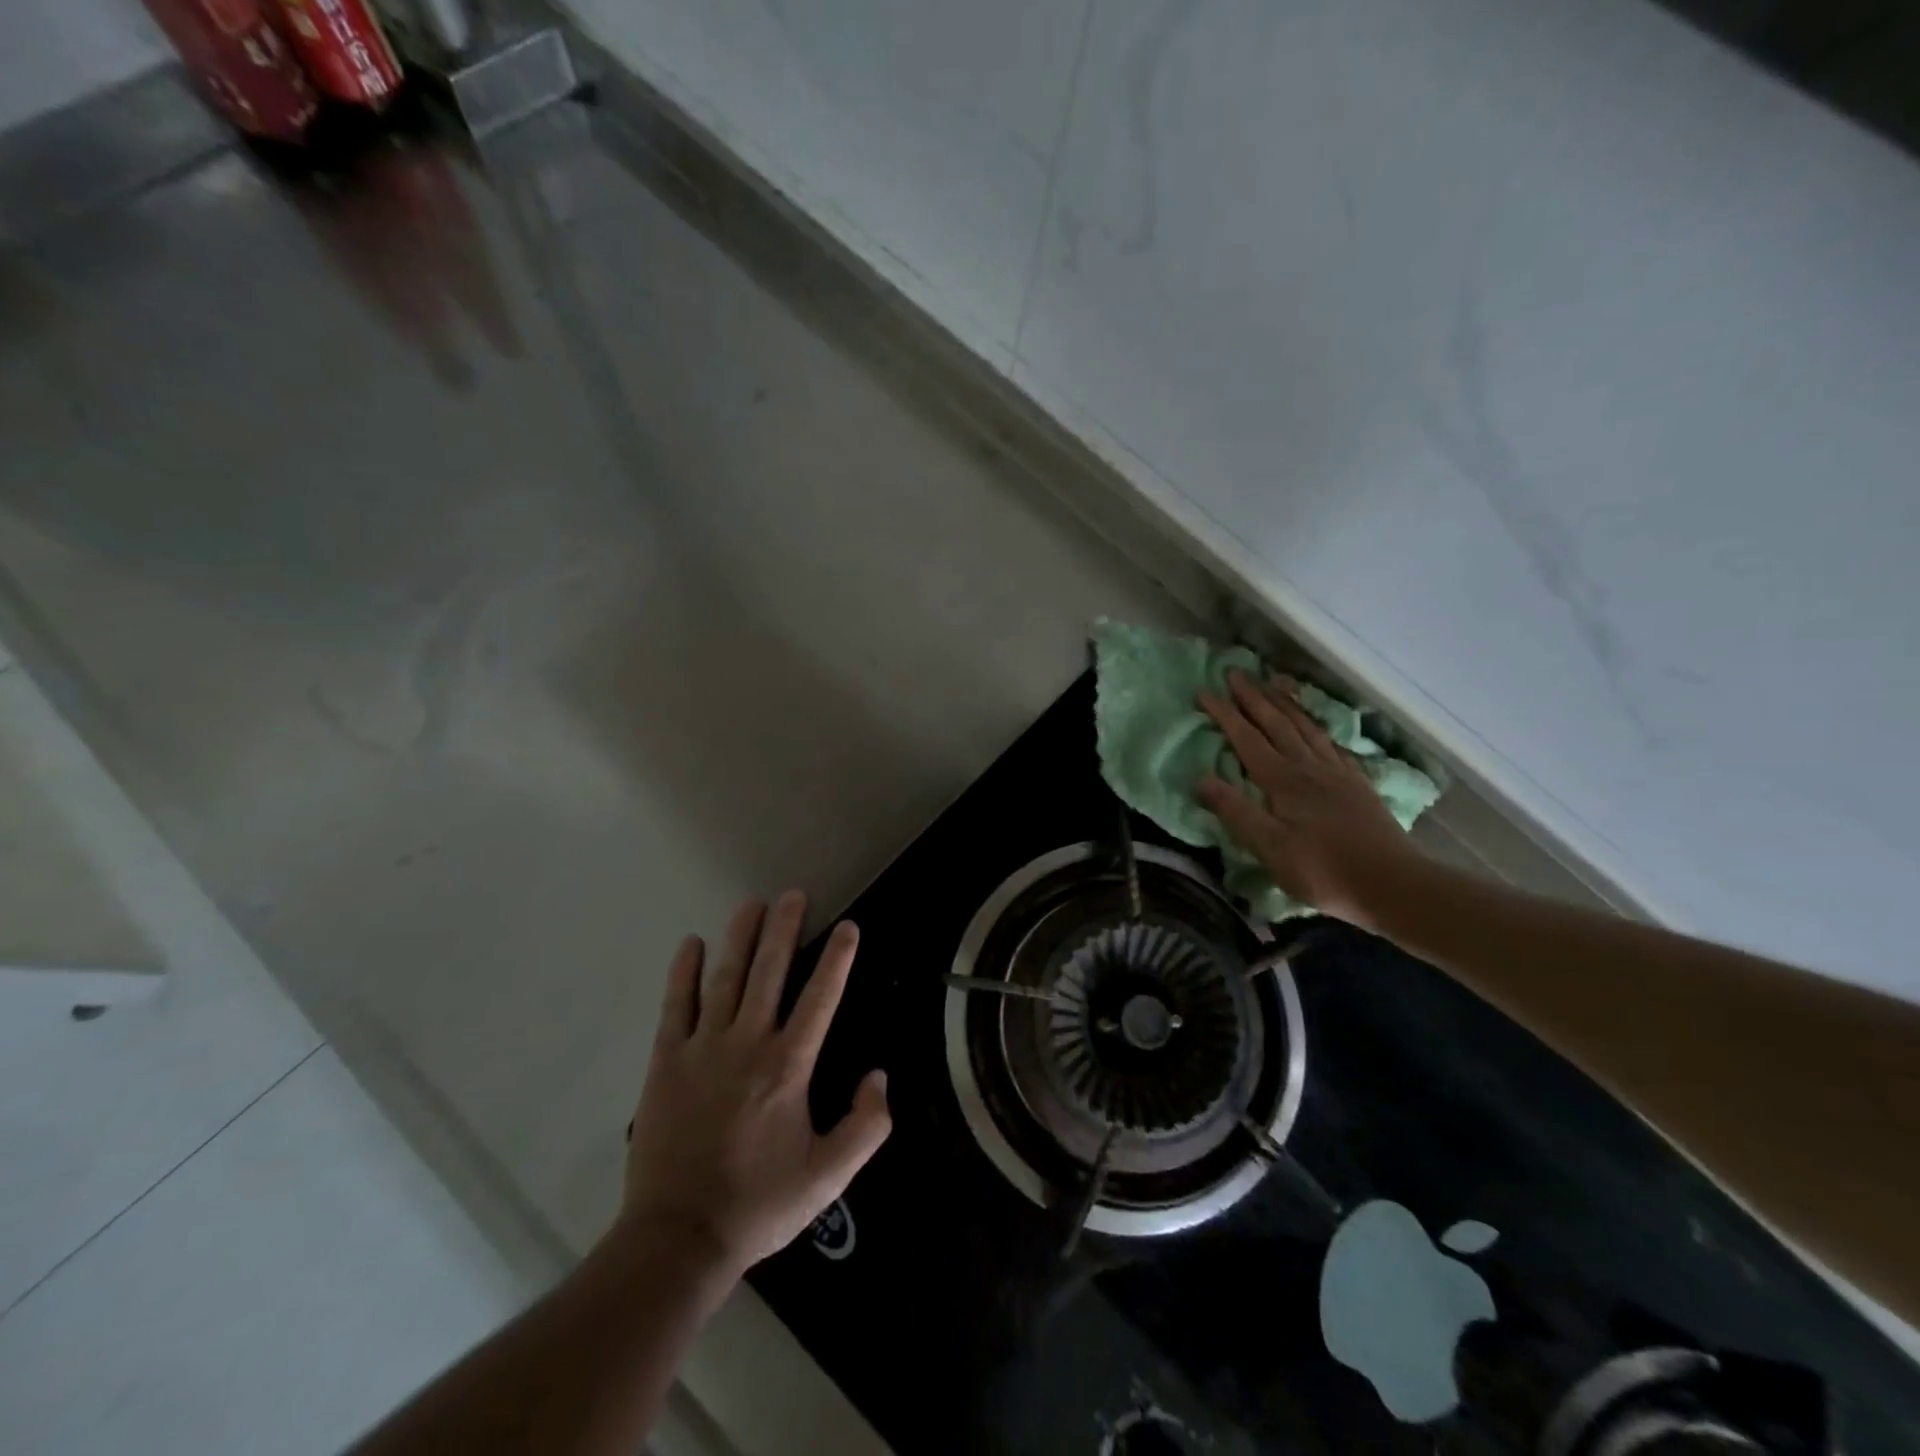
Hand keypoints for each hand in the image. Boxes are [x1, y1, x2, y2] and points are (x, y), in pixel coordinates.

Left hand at [616, 891, 890, 1274]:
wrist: (678, 1238)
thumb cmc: (759, 1204)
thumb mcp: (828, 1177)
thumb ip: (865, 1126)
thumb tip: (879, 1076)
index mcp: (789, 1067)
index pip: (820, 997)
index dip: (837, 958)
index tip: (848, 926)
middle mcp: (748, 1044)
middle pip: (769, 972)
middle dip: (784, 929)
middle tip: (793, 894)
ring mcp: (703, 1048)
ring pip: (725, 979)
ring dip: (740, 937)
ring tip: (751, 903)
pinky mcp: (666, 1061)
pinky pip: (676, 1006)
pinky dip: (684, 973)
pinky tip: (692, 944)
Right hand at [1197, 671, 1420, 926]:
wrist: (1393, 885)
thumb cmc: (1323, 870)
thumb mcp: (1269, 848)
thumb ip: (1236, 811)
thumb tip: (1201, 777)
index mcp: (1283, 781)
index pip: (1247, 739)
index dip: (1225, 713)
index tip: (1205, 690)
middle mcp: (1309, 767)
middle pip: (1277, 723)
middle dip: (1253, 696)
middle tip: (1235, 672)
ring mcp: (1337, 773)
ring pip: (1306, 727)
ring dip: (1285, 703)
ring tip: (1272, 682)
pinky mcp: (1357, 784)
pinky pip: (1332, 744)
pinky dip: (1317, 727)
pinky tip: (1316, 726)